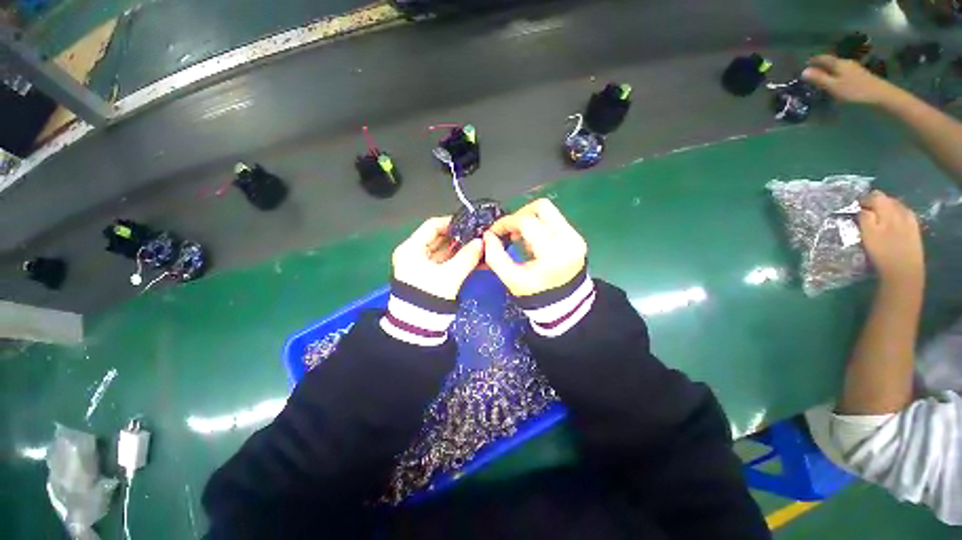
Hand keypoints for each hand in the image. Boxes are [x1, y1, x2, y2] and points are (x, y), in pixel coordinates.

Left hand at [392, 216, 482, 299]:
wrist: (418, 326)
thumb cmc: (429, 297)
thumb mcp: (450, 275)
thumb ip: (467, 257)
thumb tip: (482, 242)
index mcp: (411, 248)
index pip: (432, 225)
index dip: (452, 223)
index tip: (470, 224)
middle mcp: (413, 254)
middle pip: (438, 238)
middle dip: (459, 237)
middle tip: (478, 236)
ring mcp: (421, 265)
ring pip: (443, 251)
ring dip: (460, 249)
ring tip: (479, 247)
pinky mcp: (428, 276)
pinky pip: (444, 263)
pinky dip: (457, 260)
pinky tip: (474, 259)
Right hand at [482, 198, 586, 296]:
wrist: (564, 305)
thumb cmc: (536, 295)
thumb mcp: (511, 278)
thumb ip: (495, 256)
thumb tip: (488, 235)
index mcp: (553, 253)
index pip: (527, 222)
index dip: (506, 223)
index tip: (494, 232)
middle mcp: (569, 240)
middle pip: (542, 207)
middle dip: (519, 215)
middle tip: (509, 231)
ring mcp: (575, 237)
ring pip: (548, 212)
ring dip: (528, 221)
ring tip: (520, 240)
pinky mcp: (576, 238)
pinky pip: (553, 221)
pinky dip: (538, 227)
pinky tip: (531, 244)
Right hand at [802, 55, 899, 105]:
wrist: (880, 95)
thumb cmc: (854, 91)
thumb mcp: (833, 86)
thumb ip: (819, 79)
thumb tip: (803, 71)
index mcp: (838, 64)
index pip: (823, 58)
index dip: (813, 60)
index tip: (805, 64)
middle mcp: (846, 63)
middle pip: (831, 62)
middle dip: (821, 66)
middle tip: (812, 73)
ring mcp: (854, 69)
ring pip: (837, 68)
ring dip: (829, 71)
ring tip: (822, 78)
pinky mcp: (860, 76)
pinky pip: (843, 73)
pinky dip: (836, 76)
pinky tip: (836, 82)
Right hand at [857, 191, 923, 285]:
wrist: (905, 271)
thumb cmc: (882, 253)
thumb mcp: (867, 234)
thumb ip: (864, 217)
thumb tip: (861, 208)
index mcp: (888, 209)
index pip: (874, 196)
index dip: (863, 201)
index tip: (856, 211)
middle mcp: (901, 209)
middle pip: (886, 199)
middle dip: (875, 205)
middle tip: (865, 217)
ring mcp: (911, 218)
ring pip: (895, 207)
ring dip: (885, 211)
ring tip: (877, 223)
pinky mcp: (915, 227)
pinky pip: (903, 215)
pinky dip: (894, 218)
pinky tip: (890, 227)